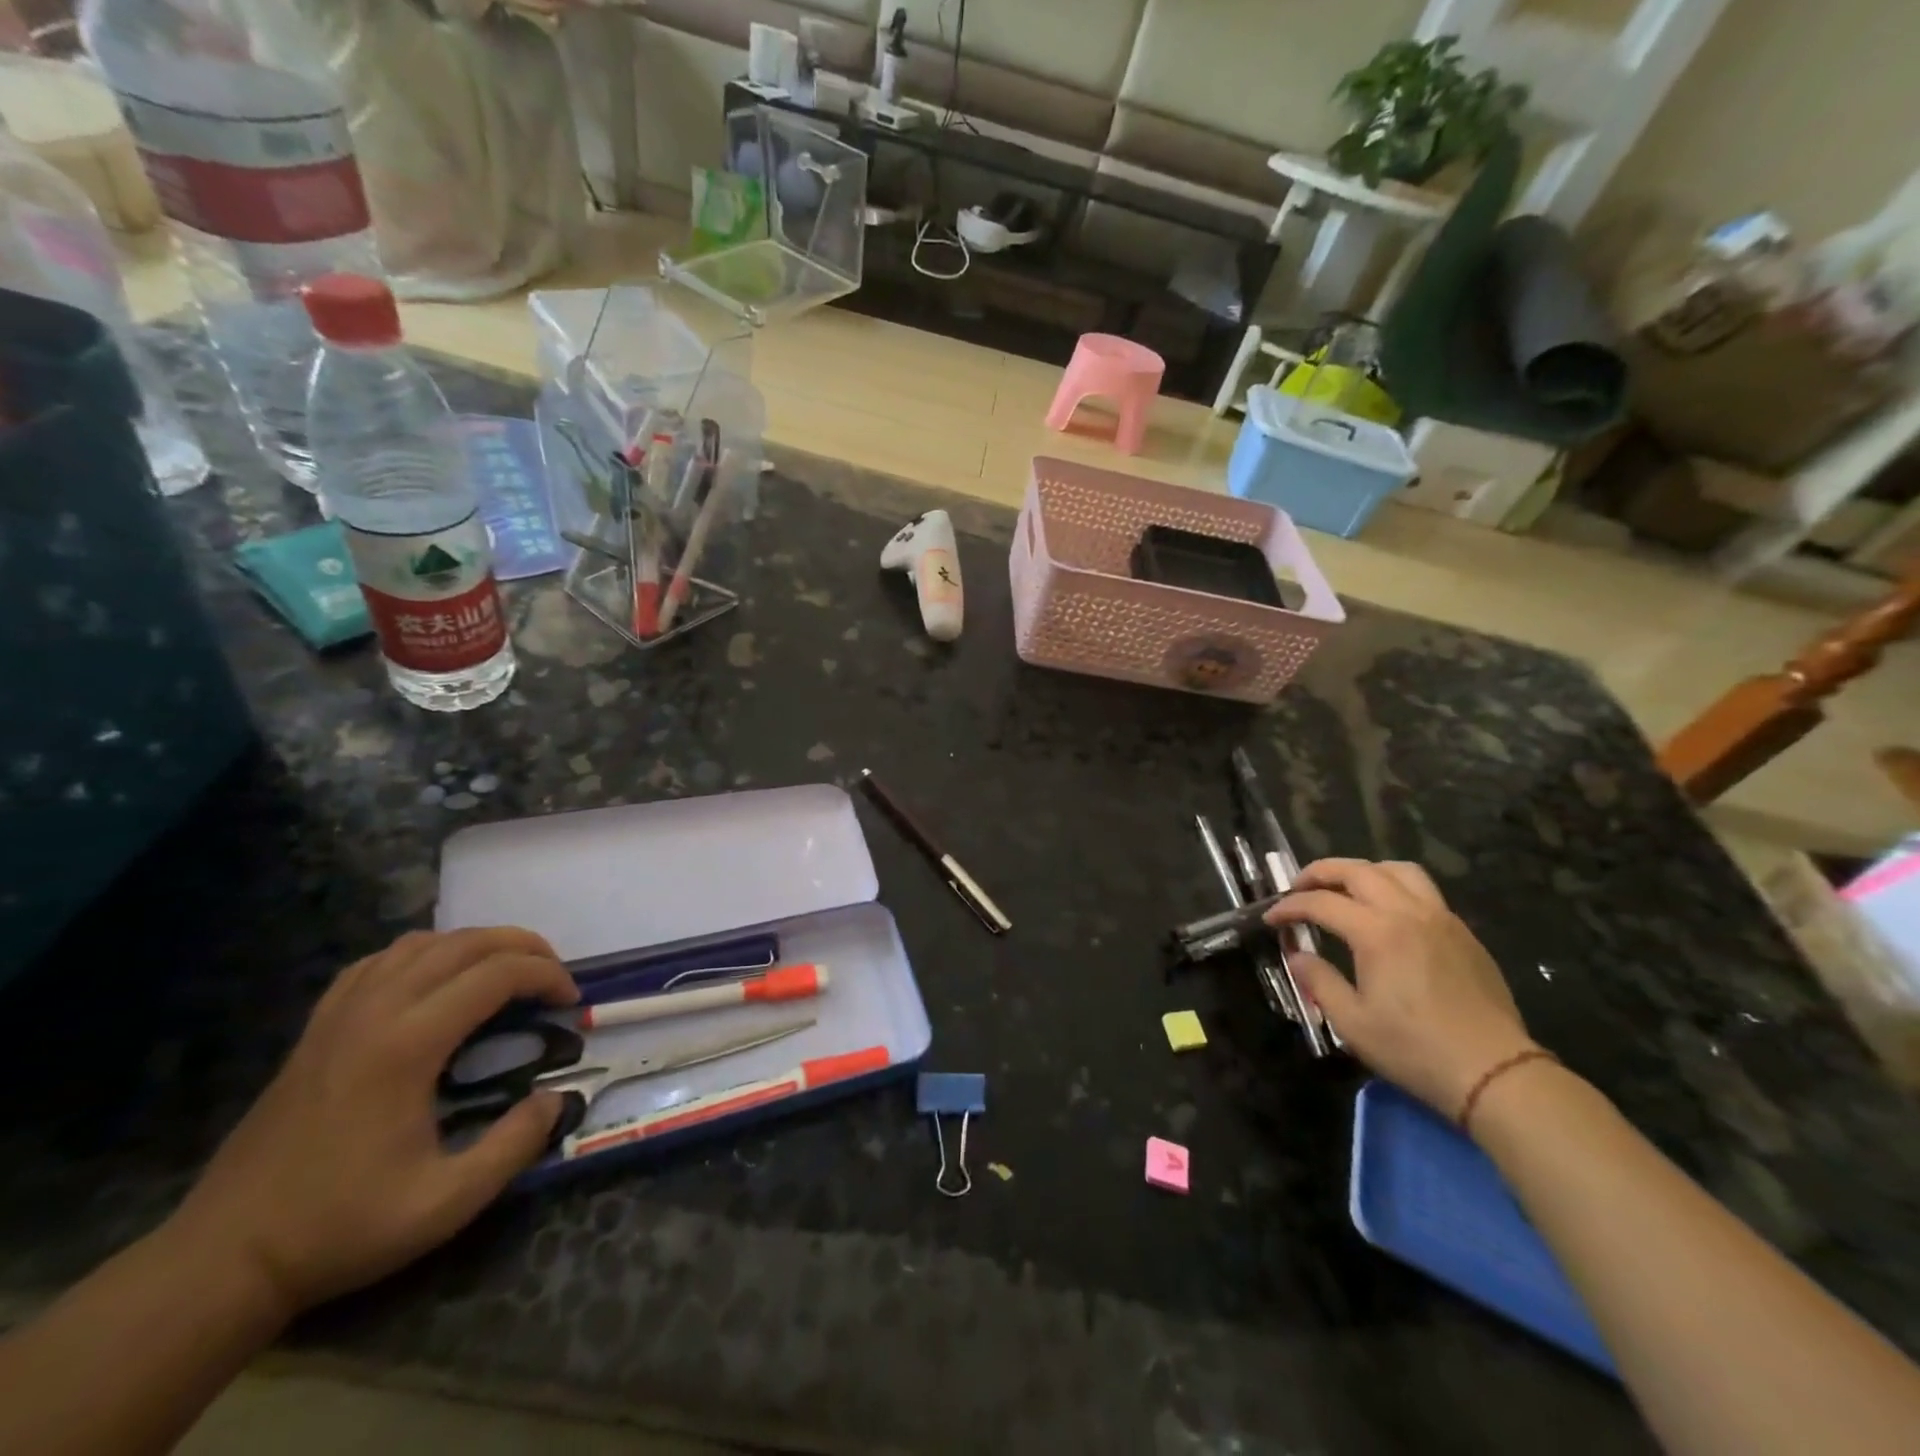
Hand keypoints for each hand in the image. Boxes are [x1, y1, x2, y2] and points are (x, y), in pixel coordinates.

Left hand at [172, 928, 578, 1316]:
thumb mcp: (446, 1202)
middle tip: (553, 976)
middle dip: (522, 947)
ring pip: (420, 943)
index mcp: (406, 1046)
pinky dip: (423, 954)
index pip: (495, 974)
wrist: (223, 1260)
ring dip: (475, 944)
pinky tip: (436, 980)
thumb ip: (514, 1145)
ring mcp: (338, 1016)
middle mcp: (374, 1013)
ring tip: (505, 972)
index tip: (571, 1002)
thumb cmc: (340, 1228)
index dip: (546, 976)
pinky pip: (378, 962)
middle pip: (464, 943)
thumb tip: (556, 1098)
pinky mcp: (317, 1029)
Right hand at [1266, 859, 1535, 1117]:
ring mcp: (1442, 919)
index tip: (1271, 918)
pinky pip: (1425, 892)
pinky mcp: (1463, 934)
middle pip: (1358, 871)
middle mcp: (1409, 913)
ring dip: (1364, 871)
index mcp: (1377, 933)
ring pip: (1398, 871)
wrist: (1494, 1073)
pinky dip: (1395, 888)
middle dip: (1321, 872)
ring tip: (1345, 889)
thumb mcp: (1352, 1022)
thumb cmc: (1414, 1049)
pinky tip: (1386, 915)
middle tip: (1298, 887)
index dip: (1290, 907)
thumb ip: (1319, 981)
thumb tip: (1298, 956)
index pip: (1321, 902)